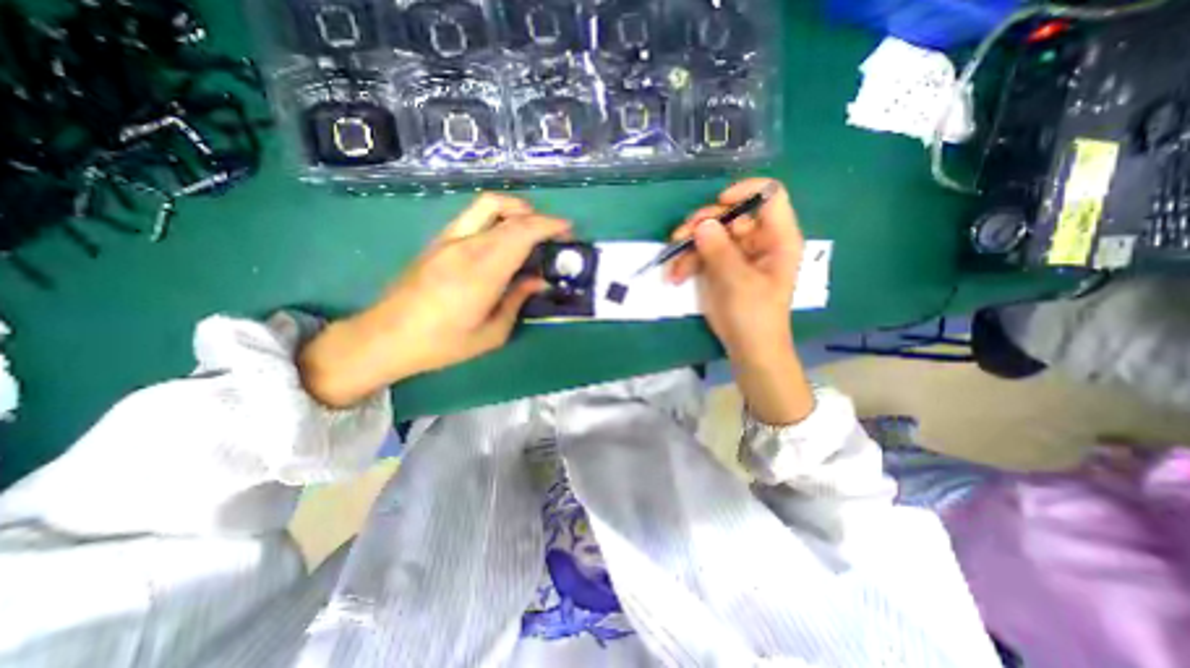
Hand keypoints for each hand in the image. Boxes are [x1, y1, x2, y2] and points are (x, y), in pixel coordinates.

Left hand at [302, 190, 570, 407]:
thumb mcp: (491, 334)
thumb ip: (517, 301)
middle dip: (538, 217)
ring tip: (532, 230)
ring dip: (516, 210)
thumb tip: (538, 282)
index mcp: (481, 272)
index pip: (520, 232)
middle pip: (507, 212)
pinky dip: (498, 217)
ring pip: (487, 204)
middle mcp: (465, 246)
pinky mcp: (438, 240)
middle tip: (554, 234)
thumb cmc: (442, 344)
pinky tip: (504, 238)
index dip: (548, 225)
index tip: (567, 230)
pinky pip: (474, 216)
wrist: (385, 337)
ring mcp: (448, 239)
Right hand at [667, 178, 812, 423]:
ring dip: (688, 245)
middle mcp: (758, 240)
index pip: (770, 196)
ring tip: (673, 265)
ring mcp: (737, 253)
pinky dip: (686, 261)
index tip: (719, 204)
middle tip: (680, 236)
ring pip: (710, 233)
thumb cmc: (754, 316)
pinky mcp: (720, 266)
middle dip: (702, 223)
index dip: (745, 192)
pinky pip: (701, 252)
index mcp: (777, 238)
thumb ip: (721, 251)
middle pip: (730, 214)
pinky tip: (675, 276)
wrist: (748, 348)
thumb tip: (701, 224)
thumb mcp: (739, 283)